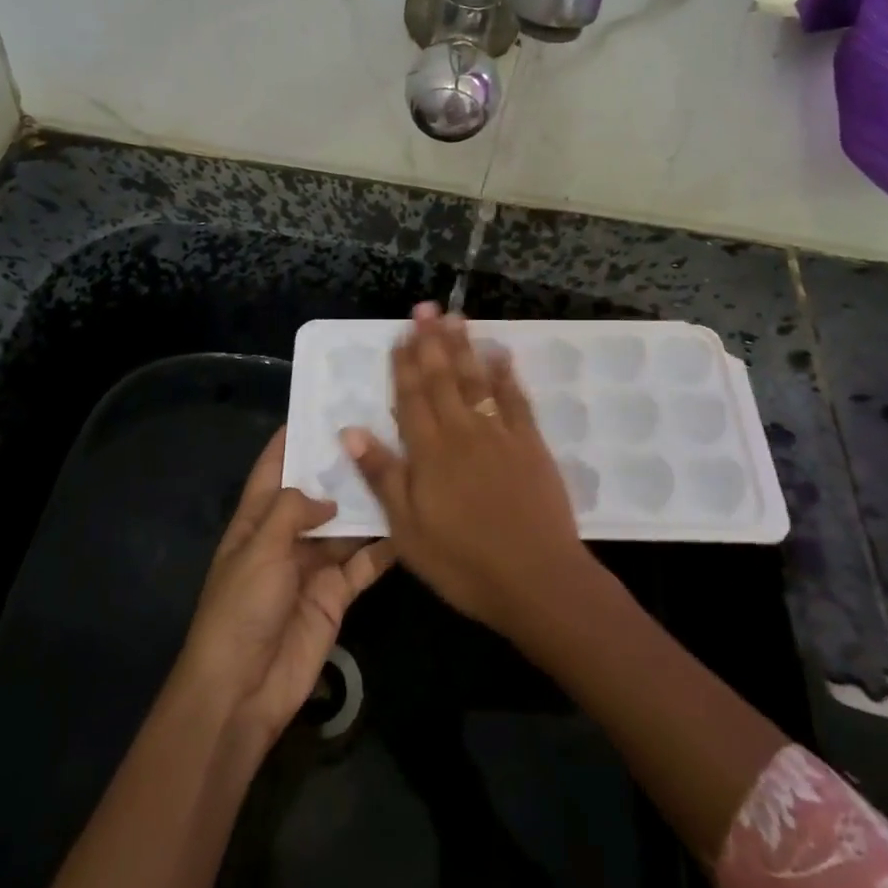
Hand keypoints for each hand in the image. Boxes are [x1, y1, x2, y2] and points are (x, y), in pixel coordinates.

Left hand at [178, 427, 393, 751]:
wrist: (243, 689)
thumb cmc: (241, 608)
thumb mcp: (260, 548)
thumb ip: (293, 509)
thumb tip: (329, 495)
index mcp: (257, 518)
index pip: (275, 465)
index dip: (296, 436)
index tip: (327, 406)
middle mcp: (287, 535)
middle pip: (319, 491)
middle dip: (343, 466)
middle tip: (382, 430)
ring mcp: (314, 564)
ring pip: (347, 524)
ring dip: (369, 502)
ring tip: (403, 465)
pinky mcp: (337, 594)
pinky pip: (364, 563)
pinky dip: (384, 546)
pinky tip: (410, 522)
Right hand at [340, 304, 588, 634]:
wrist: (537, 579)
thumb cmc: (463, 562)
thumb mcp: (407, 530)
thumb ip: (383, 476)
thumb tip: (351, 431)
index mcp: (429, 452)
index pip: (411, 397)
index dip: (404, 364)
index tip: (399, 334)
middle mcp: (462, 431)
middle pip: (443, 378)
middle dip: (431, 341)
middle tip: (425, 308)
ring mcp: (500, 434)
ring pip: (476, 380)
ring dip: (464, 347)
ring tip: (455, 317)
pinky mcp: (530, 444)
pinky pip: (515, 399)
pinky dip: (506, 374)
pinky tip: (500, 354)